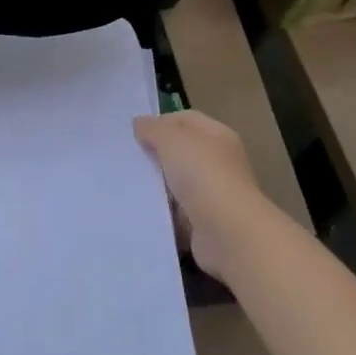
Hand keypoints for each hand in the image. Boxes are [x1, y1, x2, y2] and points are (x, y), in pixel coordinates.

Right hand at [134, 110, 263, 278]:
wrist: (228, 234)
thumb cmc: (203, 175)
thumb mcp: (172, 140)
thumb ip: (153, 129)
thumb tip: (140, 124)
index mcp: (217, 136)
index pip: (186, 120)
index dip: (161, 121)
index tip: (134, 132)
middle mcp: (219, 163)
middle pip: (181, 152)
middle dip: (155, 154)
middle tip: (127, 157)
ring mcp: (213, 195)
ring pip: (176, 184)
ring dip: (156, 185)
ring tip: (127, 183)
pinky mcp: (204, 224)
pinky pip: (176, 213)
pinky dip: (161, 212)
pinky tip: (140, 209)